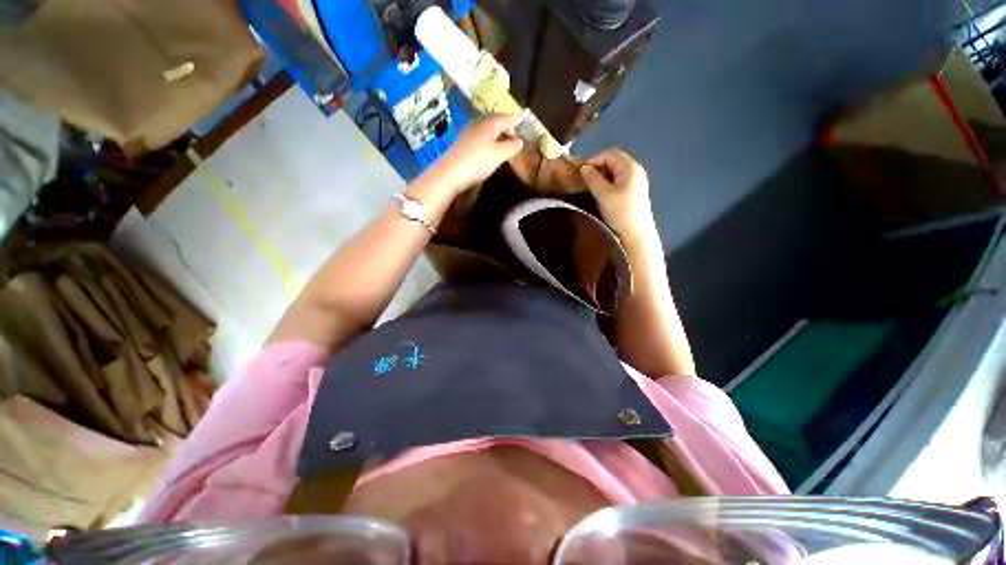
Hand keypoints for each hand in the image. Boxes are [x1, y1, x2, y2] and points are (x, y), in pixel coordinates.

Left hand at [426, 114, 523, 195]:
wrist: (451, 172)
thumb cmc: (478, 161)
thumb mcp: (499, 155)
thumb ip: (512, 147)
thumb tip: (519, 141)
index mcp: (489, 122)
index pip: (506, 118)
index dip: (514, 130)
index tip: (516, 146)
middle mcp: (478, 122)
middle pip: (495, 123)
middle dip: (504, 135)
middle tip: (508, 151)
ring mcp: (467, 131)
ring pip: (486, 131)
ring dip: (494, 141)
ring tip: (497, 156)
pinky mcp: (461, 142)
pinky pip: (477, 139)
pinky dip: (484, 146)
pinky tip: (484, 158)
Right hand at [580, 149, 655, 238]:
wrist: (636, 233)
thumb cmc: (620, 212)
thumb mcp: (603, 194)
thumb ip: (592, 178)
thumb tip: (584, 167)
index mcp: (630, 167)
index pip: (609, 154)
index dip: (594, 160)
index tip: (581, 173)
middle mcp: (635, 170)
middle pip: (613, 160)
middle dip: (597, 167)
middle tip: (585, 180)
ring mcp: (636, 181)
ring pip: (615, 171)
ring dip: (601, 176)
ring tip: (591, 187)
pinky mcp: (634, 191)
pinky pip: (618, 180)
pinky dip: (607, 183)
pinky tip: (601, 193)